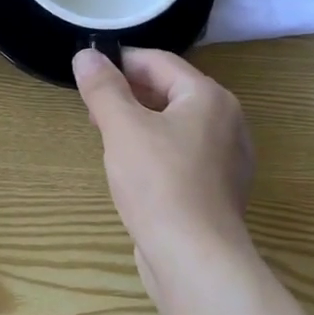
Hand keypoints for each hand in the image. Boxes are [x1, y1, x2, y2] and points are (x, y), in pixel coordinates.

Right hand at [73, 48, 255, 276]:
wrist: (195, 260)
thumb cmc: (159, 183)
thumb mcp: (122, 128)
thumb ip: (103, 88)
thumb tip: (86, 55)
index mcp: (209, 97)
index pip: (160, 62)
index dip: (121, 62)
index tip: (87, 72)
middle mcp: (227, 121)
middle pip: (171, 92)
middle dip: (129, 95)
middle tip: (92, 108)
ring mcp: (226, 158)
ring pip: (176, 125)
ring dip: (141, 123)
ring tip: (107, 137)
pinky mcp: (218, 190)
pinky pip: (183, 155)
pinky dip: (156, 151)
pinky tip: (133, 170)